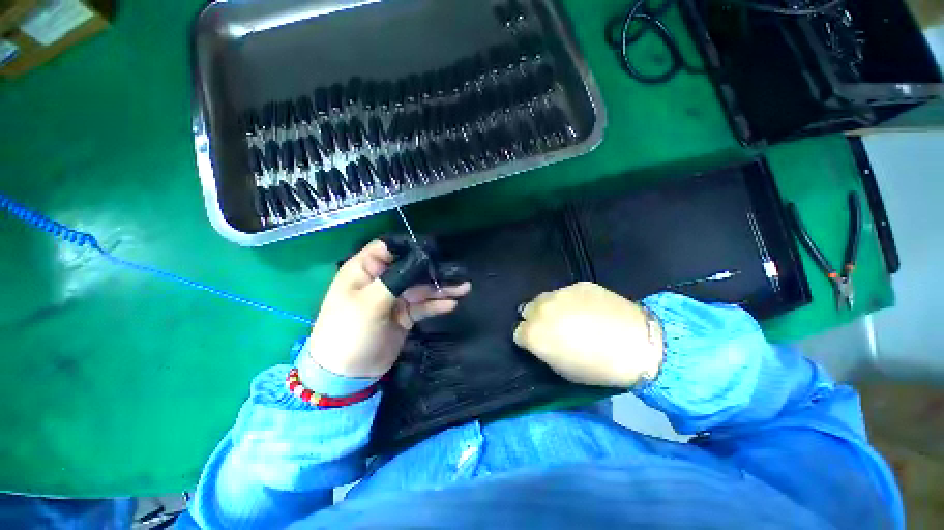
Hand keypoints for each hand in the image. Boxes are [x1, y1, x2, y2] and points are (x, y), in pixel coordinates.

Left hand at [304, 238, 470, 378]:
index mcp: (365, 270)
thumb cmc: (349, 332)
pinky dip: (437, 305)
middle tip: (458, 272)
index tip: (434, 250)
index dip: (410, 246)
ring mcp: (395, 298)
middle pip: (412, 268)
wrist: (347, 375)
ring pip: (422, 287)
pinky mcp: (405, 315)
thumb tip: (422, 258)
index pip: (389, 247)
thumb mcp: (370, 302)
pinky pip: (424, 305)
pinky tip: (452, 304)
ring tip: (464, 287)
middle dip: (434, 270)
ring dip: (442, 288)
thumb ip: (396, 278)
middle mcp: (382, 280)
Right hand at [514, 282, 662, 387]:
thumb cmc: (597, 367)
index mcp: (533, 333)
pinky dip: (571, 301)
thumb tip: (540, 342)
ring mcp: (559, 293)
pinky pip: (567, 293)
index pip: (517, 333)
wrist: (636, 344)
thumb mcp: (563, 371)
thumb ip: (544, 352)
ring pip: (545, 298)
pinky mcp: (578, 284)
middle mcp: (540, 309)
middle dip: (534, 319)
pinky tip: (588, 309)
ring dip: (550, 308)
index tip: (539, 344)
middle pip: (527, 310)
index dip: (527, 340)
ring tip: (570, 317)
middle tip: (552, 328)